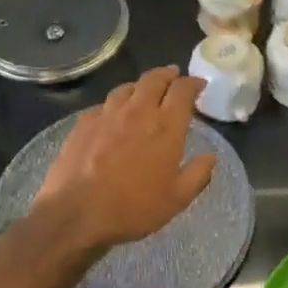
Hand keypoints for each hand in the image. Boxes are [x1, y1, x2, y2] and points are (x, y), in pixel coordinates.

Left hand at [32, 66, 216, 250]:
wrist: (76, 213)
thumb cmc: (133, 208)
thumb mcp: (176, 199)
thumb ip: (198, 174)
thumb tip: (210, 156)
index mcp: (166, 127)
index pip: (183, 91)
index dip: (193, 83)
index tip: (199, 85)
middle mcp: (138, 112)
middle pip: (154, 79)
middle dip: (167, 74)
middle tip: (174, 76)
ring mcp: (107, 115)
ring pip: (126, 88)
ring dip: (140, 86)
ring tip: (144, 92)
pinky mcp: (84, 123)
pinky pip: (104, 104)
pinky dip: (115, 104)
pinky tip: (113, 114)